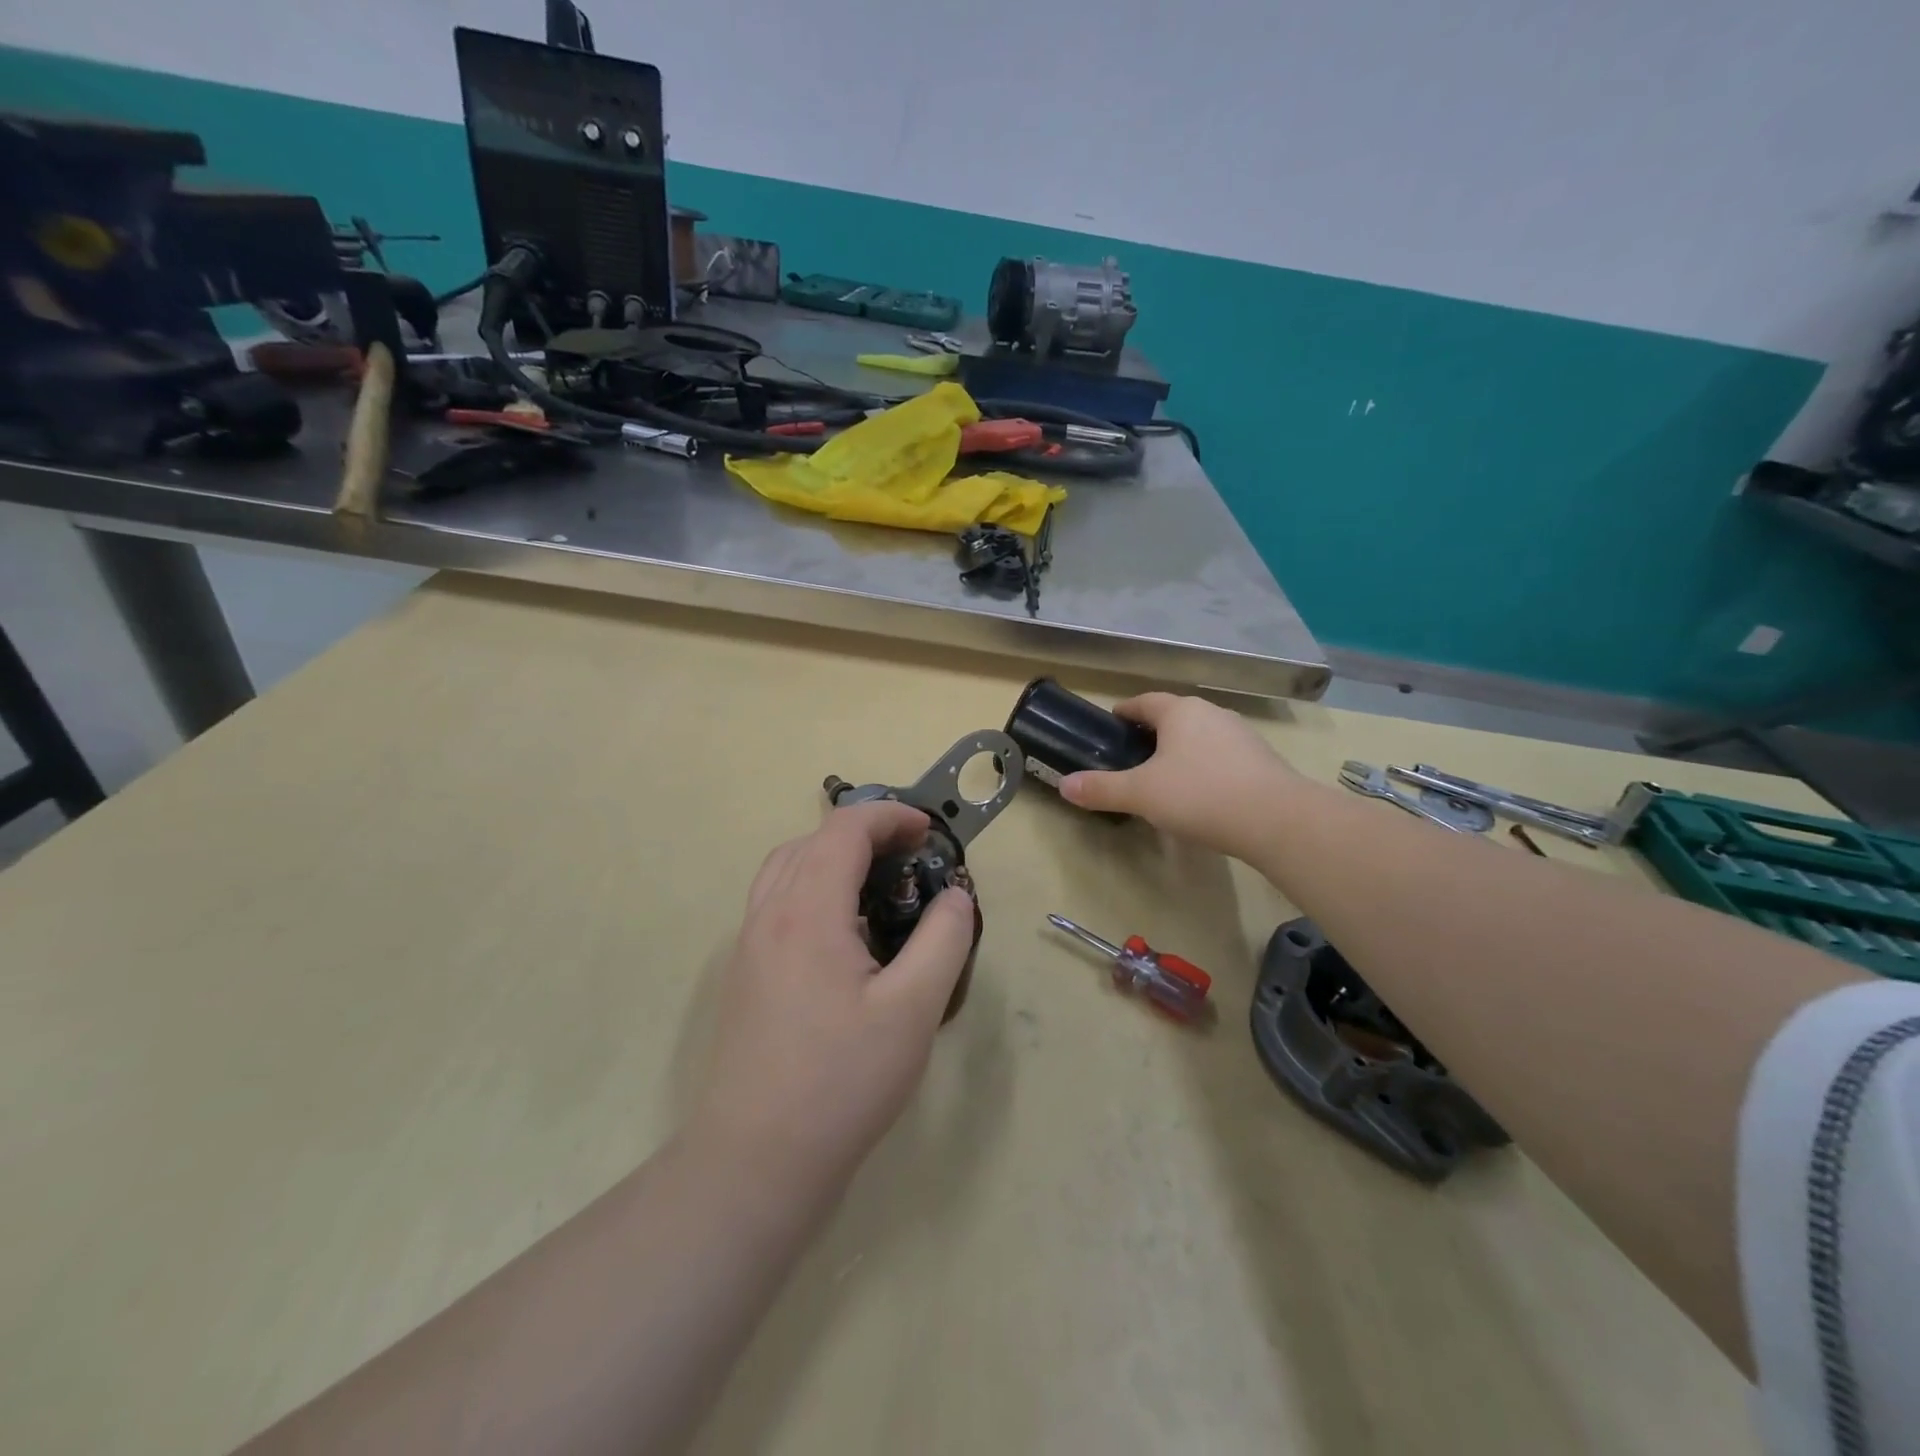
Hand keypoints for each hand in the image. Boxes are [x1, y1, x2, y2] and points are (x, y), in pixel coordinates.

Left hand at [690, 801, 977, 1195]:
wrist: (755, 1160)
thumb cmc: (841, 1081)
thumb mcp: (914, 1009)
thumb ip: (943, 939)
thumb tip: (954, 894)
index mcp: (807, 910)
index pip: (845, 829)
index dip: (890, 816)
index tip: (930, 832)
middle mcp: (769, 914)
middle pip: (812, 840)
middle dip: (865, 832)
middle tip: (911, 856)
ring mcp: (749, 944)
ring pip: (788, 868)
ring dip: (833, 856)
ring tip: (879, 886)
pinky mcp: (745, 973)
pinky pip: (777, 901)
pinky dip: (813, 886)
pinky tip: (845, 933)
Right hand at [1060, 692, 1299, 860]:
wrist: (1276, 819)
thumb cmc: (1199, 795)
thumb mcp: (1141, 794)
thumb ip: (1101, 789)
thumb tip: (1064, 785)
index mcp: (1180, 711)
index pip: (1144, 702)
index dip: (1125, 712)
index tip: (1111, 724)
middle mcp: (1211, 713)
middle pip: (1174, 716)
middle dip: (1153, 732)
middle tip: (1132, 755)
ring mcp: (1241, 734)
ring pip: (1200, 736)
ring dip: (1181, 749)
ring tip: (1166, 776)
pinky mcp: (1262, 759)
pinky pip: (1223, 756)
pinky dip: (1206, 766)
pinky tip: (1202, 793)